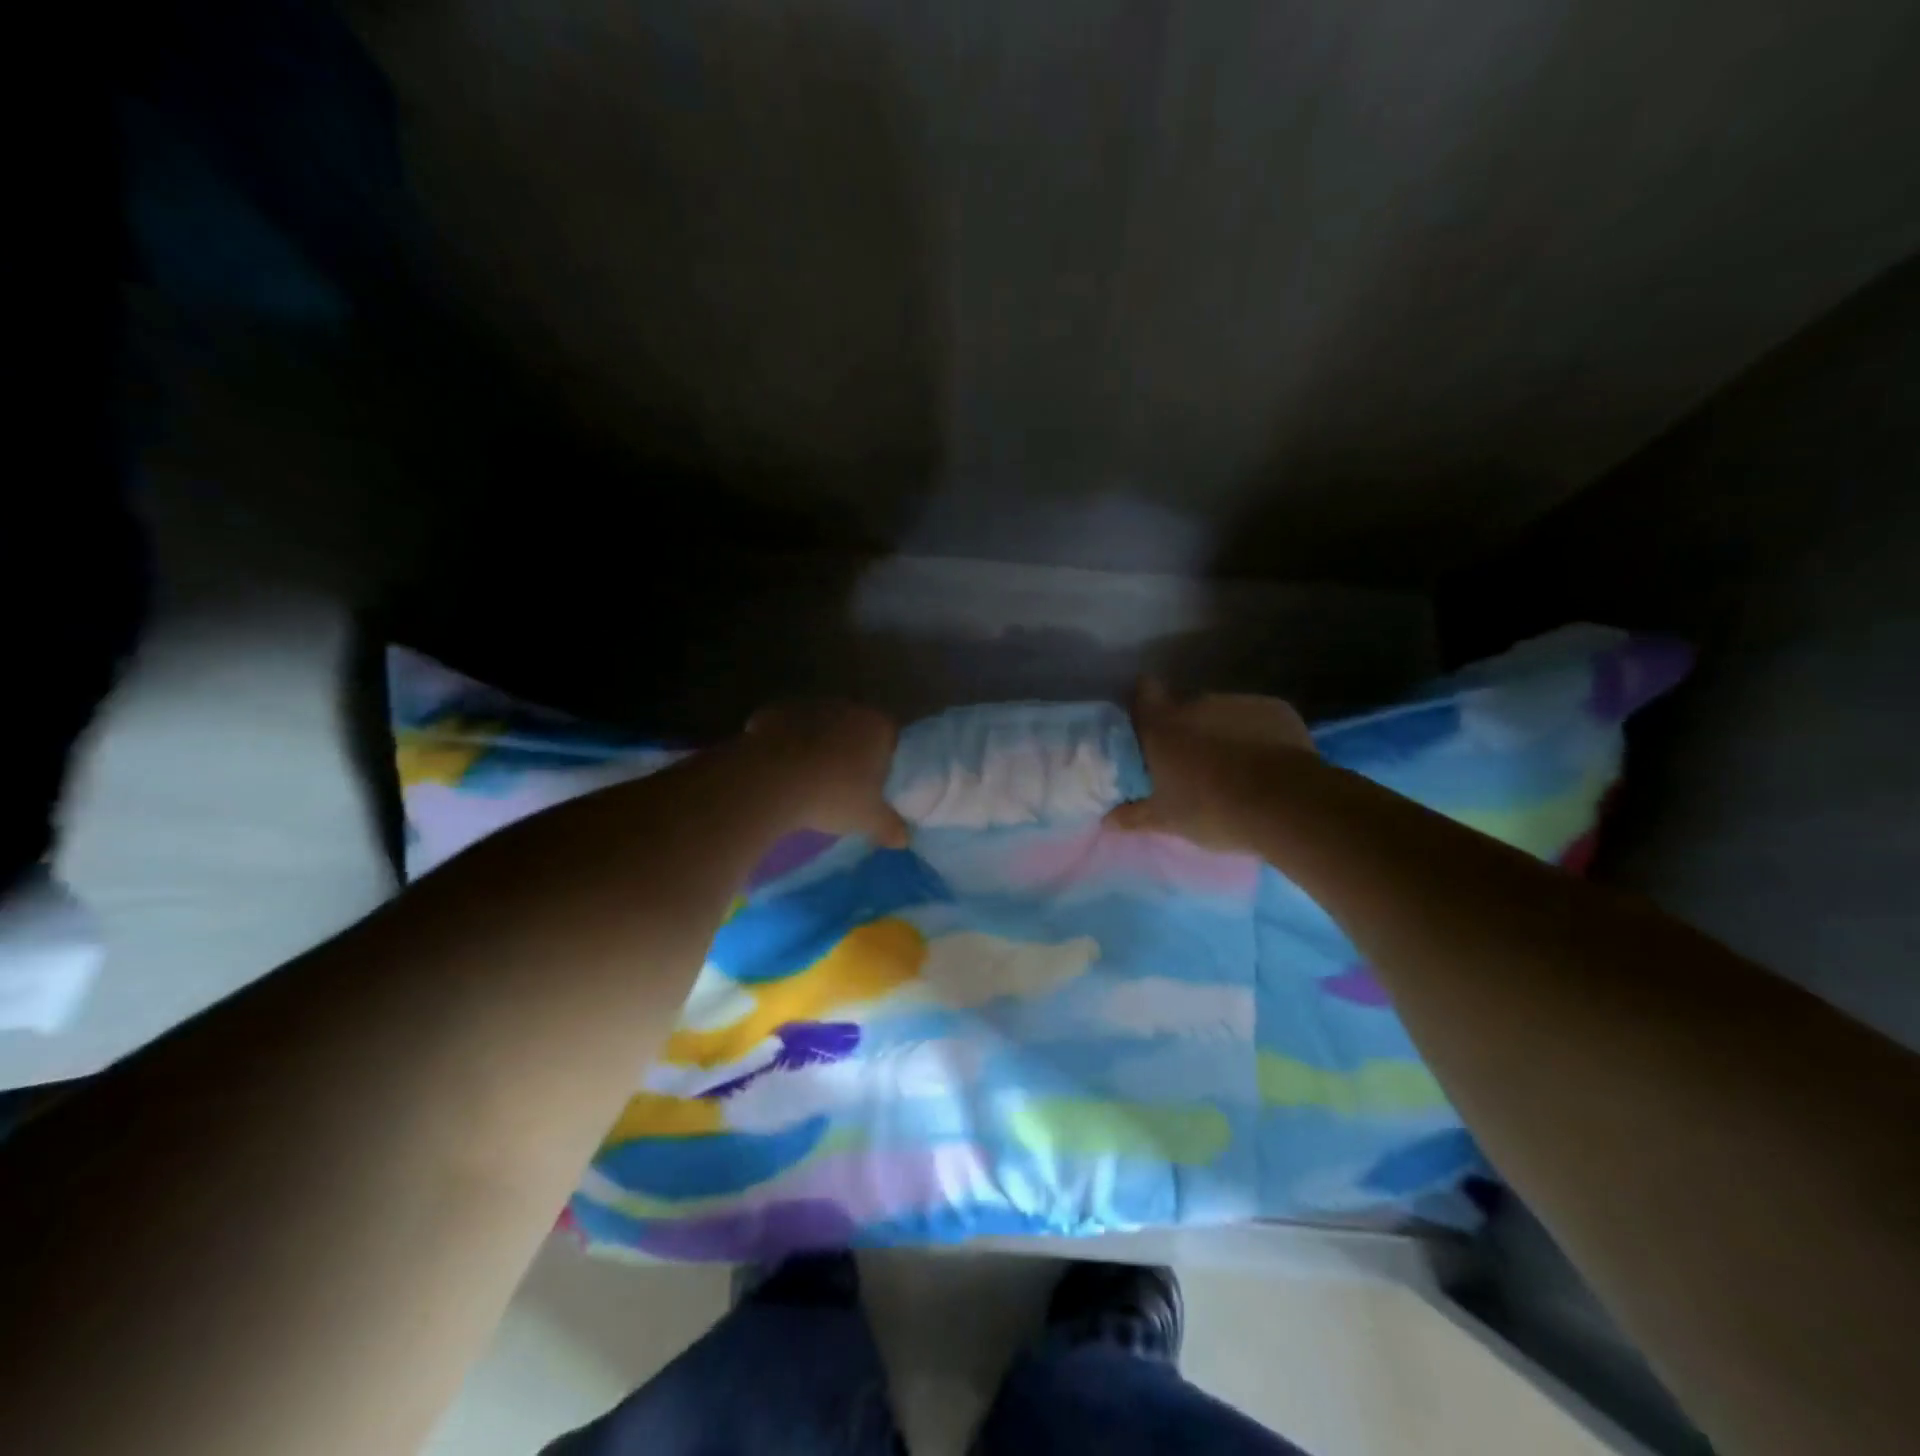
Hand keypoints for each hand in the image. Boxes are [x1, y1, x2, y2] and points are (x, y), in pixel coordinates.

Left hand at [741, 701, 910, 847]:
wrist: (772, 781)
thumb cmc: (833, 796)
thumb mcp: (868, 819)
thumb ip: (890, 827)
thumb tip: (904, 839)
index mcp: (877, 726)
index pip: (891, 737)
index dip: (885, 759)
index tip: (877, 782)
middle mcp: (846, 708)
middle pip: (855, 727)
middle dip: (851, 749)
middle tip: (843, 782)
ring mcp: (808, 706)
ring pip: (819, 726)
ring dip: (817, 744)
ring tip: (808, 777)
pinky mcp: (774, 712)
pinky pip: (786, 729)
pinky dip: (784, 744)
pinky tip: (779, 768)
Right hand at [1106, 679, 1315, 853]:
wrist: (1287, 804)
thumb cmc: (1213, 809)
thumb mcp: (1167, 820)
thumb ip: (1134, 816)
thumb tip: (1107, 821)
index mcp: (1163, 725)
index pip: (1143, 692)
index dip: (1144, 703)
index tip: (1148, 726)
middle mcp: (1197, 703)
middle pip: (1184, 705)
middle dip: (1186, 727)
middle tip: (1191, 762)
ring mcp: (1239, 702)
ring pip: (1222, 712)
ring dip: (1221, 731)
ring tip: (1234, 767)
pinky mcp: (1276, 708)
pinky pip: (1257, 718)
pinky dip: (1256, 734)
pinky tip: (1266, 763)